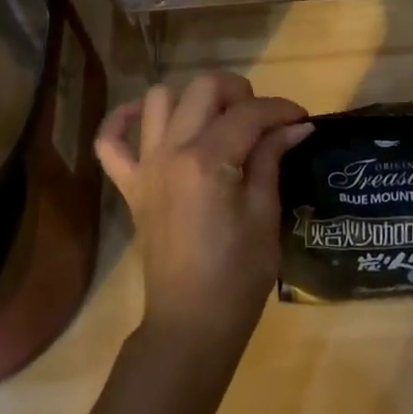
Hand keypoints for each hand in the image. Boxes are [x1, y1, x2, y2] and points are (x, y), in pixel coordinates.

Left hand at [95, 72, 312, 363]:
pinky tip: (147, 118)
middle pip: (204, 88)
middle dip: (239, 92)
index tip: (302, 117)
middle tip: (261, 119)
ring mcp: (145, 165)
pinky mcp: (130, 184)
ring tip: (217, 120)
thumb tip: (295, 124)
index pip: (248, 113)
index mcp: (207, 160)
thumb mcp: (264, 215)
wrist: (191, 325)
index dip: (280, 109)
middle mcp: (170, 151)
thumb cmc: (238, 276)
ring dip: (192, 99)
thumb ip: (272, 159)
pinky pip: (110, 141)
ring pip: (160, 99)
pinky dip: (123, 120)